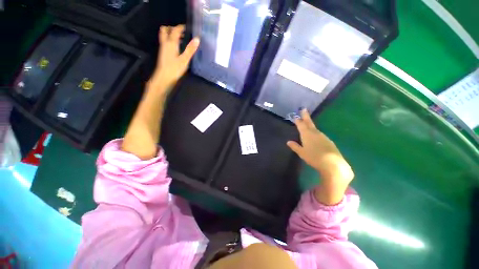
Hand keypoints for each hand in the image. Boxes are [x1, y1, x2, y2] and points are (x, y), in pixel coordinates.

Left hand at [150, 25, 199, 92]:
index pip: (175, 30)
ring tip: (181, 39)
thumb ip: (190, 49)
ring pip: (165, 36)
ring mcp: (163, 48)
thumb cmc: (175, 69)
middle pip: (165, 30)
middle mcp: (165, 43)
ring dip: (171, 34)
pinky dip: (171, 41)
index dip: (181, 27)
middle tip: (181, 32)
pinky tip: (177, 47)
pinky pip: (166, 42)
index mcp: (171, 43)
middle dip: (172, 28)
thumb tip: (197, 39)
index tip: (187, 27)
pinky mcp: (163, 53)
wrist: (164, 77)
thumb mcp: (185, 59)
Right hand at [287, 109, 353, 204]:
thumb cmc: (314, 157)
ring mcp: (323, 136)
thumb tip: (288, 142)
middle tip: (303, 109)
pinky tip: (315, 136)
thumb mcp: (301, 153)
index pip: (301, 125)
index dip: (298, 120)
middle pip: (309, 123)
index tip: (295, 116)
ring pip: (314, 128)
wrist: (332, 164)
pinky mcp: (328, 141)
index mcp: (307, 134)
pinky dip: (315, 132)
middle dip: (305, 116)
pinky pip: (319, 134)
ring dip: (310, 125)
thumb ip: (295, 146)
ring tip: (307, 123)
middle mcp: (315, 133)